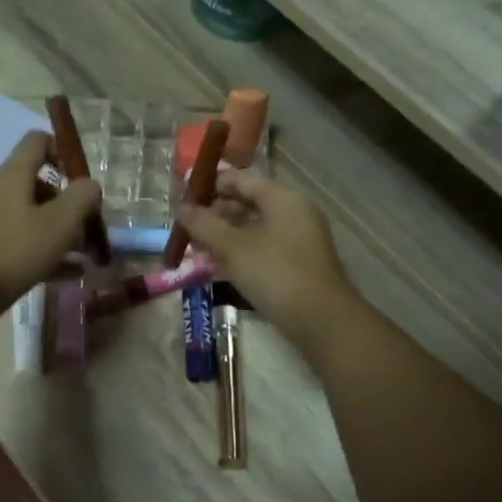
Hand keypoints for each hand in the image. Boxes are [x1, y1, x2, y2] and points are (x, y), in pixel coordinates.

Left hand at [0, 133, 100, 331]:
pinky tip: (71, 272)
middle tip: (89, 227)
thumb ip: (82, 197)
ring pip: (32, 215)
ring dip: (61, 230)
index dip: (62, 151)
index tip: (81, 179)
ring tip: (86, 254)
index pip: (37, 141)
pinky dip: (46, 250)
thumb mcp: (60, 223)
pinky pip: (22, 240)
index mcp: (12, 175)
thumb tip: (90, 185)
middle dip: (68, 203)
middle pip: (39, 183)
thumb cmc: (16, 251)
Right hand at [177, 172, 357, 350]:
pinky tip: (217, 269)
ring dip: (223, 239)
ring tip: (196, 252)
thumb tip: (180, 206)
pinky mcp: (297, 265)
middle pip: (246, 205)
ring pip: (253, 230)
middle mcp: (293, 213)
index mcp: (282, 198)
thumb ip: (203, 224)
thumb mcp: (232, 246)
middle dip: (214, 217)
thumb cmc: (274, 272)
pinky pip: (262, 250)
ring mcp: (297, 240)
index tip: (183, 199)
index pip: (240, 181)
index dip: (210, 187)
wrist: (320, 320)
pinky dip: (239, 255)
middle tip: (186, 231)